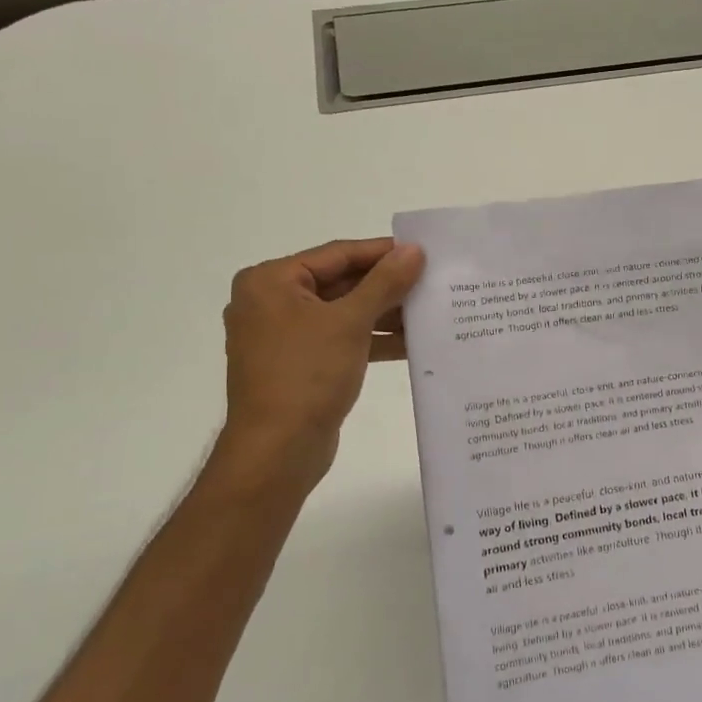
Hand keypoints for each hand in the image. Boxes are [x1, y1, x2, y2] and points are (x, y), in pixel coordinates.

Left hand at [214, 237, 424, 490]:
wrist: (277, 451)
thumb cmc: (307, 375)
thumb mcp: (350, 322)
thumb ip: (384, 282)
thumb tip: (414, 250)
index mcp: (271, 281)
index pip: (337, 254)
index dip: (382, 252)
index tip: (423, 252)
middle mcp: (270, 302)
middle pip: (340, 282)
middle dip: (386, 287)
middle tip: (431, 282)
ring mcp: (282, 336)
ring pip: (342, 313)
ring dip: (383, 315)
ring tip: (428, 312)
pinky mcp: (297, 365)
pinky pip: (339, 340)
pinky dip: (370, 340)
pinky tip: (409, 343)